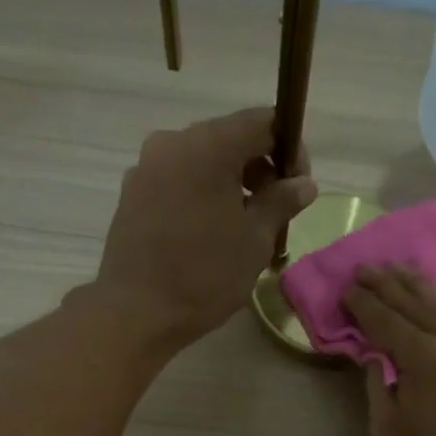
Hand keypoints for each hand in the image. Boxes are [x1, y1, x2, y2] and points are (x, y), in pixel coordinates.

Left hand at [93, 108, 317, 351]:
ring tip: (241, 229)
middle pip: (229, 140)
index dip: (289, 150)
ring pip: (201, 162)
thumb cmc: (205, 276)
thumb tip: (303, 183)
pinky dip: (200, 196)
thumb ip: (281, 203)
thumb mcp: (255, 241)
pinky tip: (207, 235)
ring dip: (228, 185)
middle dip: (258, 170)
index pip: (263, 123)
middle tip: (273, 213)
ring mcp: (147, 167)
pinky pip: (177, 181)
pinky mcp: (132, 193)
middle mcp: (173, 142)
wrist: (137, 311)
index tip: (297, 187)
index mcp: (209, 145)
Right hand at [345, 267, 435, 435]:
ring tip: (400, 269)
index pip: (385, 319)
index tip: (347, 288)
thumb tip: (375, 358)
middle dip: (387, 283)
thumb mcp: (389, 431)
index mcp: (421, 356)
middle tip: (366, 267)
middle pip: (413, 302)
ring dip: (418, 285)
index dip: (364, 304)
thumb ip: (378, 388)